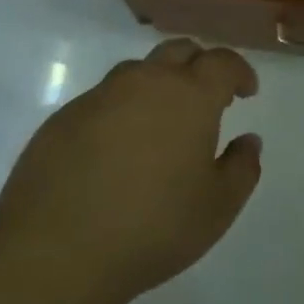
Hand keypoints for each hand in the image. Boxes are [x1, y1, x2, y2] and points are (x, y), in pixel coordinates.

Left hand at [0, 39, 262, 303]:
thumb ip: (242, 168)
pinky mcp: (64, 116)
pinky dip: (121, 111)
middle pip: (179, 51)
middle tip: (207, 97)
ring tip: (161, 122)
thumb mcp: (217, 209)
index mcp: (189, 95)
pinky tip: (116, 150)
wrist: (55, 251)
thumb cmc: (152, 228)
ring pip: (138, 72)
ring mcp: (100, 95)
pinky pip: (103, 100)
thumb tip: (249, 140)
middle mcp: (145, 81)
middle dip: (199, 65)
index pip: (222, 62)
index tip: (246, 91)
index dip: (239, 72)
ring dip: (157, 84)